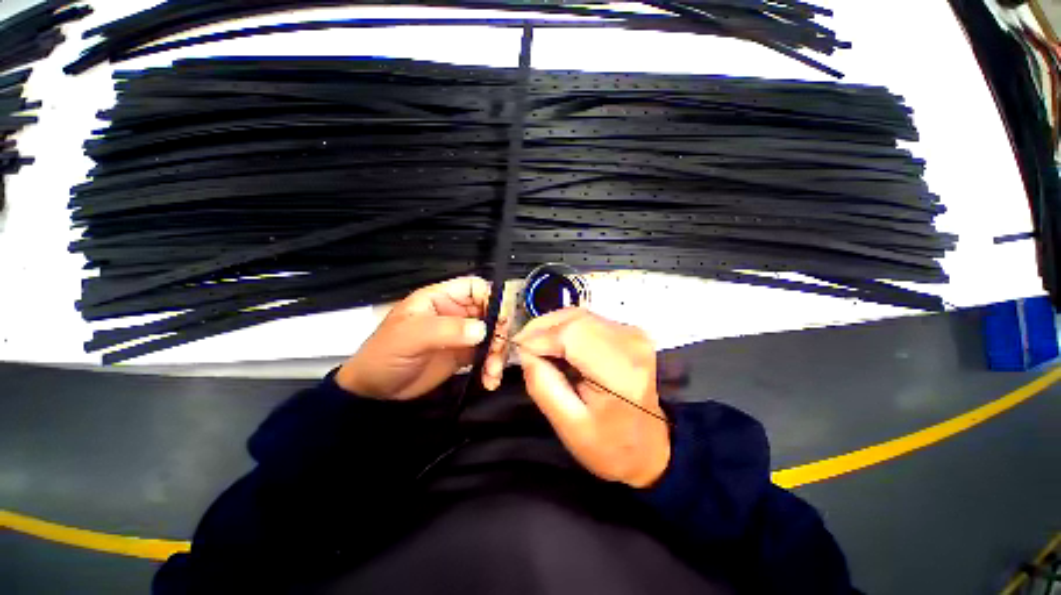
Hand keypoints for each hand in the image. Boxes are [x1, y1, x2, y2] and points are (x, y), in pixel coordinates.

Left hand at [336, 276, 508, 399]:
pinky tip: (490, 380)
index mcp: (441, 298)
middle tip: (498, 350)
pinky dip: (492, 366)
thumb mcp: (410, 337)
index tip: (500, 319)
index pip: (475, 287)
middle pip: (491, 312)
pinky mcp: (465, 354)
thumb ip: (446, 329)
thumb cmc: (385, 355)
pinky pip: (487, 355)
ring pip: (493, 335)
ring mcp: (462, 334)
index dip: (491, 298)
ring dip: (498, 352)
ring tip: (492, 372)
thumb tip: (482, 329)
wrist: (375, 391)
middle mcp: (456, 313)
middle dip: (500, 331)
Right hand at [512, 309, 669, 487]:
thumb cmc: (609, 445)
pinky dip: (565, 329)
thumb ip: (542, 384)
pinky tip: (557, 347)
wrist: (649, 447)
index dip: (539, 337)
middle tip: (523, 348)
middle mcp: (631, 342)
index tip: (517, 349)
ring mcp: (632, 333)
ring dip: (552, 328)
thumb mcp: (568, 425)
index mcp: (621, 372)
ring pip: (578, 315)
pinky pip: (586, 320)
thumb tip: (526, 350)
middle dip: (542, 329)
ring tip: (537, 348)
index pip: (571, 335)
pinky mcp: (628, 331)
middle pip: (574, 319)